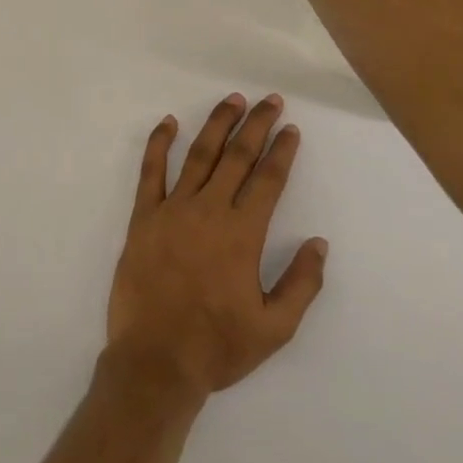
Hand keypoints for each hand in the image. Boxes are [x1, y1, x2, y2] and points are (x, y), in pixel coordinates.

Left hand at [105, 92, 328, 407]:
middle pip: (238, 156)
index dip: (282, 151)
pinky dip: (159, 143)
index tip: (291, 129)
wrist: (155, 362)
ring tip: (233, 100)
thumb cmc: (217, 347)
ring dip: (218, 124)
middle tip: (270, 100)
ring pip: (199, 154)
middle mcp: (209, 211)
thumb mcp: (275, 329)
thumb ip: (302, 284)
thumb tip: (319, 243)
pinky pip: (150, 171)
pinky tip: (169, 122)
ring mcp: (173, 210)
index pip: (268, 180)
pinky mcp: (143, 217)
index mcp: (242, 234)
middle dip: (257, 124)